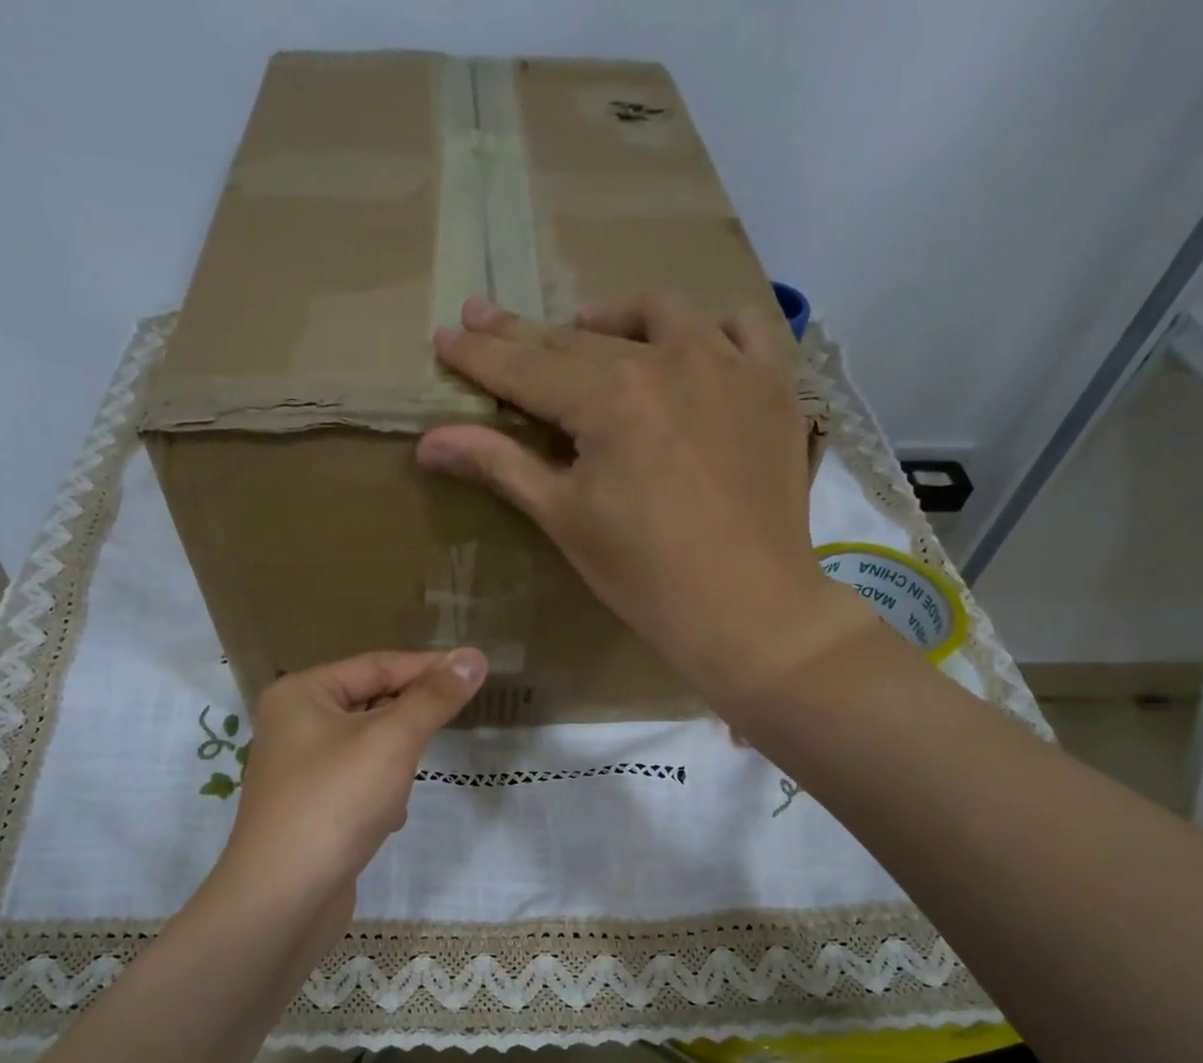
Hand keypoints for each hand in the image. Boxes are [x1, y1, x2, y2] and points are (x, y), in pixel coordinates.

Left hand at [210, 650, 486, 938]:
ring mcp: (300, 770)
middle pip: (370, 704)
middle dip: (408, 723)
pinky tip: (387, 818)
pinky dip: (379, 795)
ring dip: (395, 764)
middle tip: (450, 725)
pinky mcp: (310, 809)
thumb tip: (474, 656)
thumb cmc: (336, 802)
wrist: (284, 898)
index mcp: (301, 694)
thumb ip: (434, 697)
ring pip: (368, 748)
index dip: (427, 668)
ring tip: (406, 783)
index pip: (376, 665)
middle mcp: (294, 725)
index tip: (475, 674)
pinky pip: (357, 784)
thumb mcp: (392, 740)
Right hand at [416, 292, 878, 709]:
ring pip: (660, 314)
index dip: (482, 355)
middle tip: (486, 318)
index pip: (528, 369)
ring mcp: (730, 365)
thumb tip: (428, 442)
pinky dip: (707, 328)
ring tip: (586, 335)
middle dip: (526, 334)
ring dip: (611, 320)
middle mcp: (669, 359)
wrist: (746, 609)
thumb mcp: (564, 519)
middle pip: (581, 340)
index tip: (446, 334)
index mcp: (610, 398)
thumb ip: (499, 465)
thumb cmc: (644, 576)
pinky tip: (689, 346)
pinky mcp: (773, 385)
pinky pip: (742, 328)